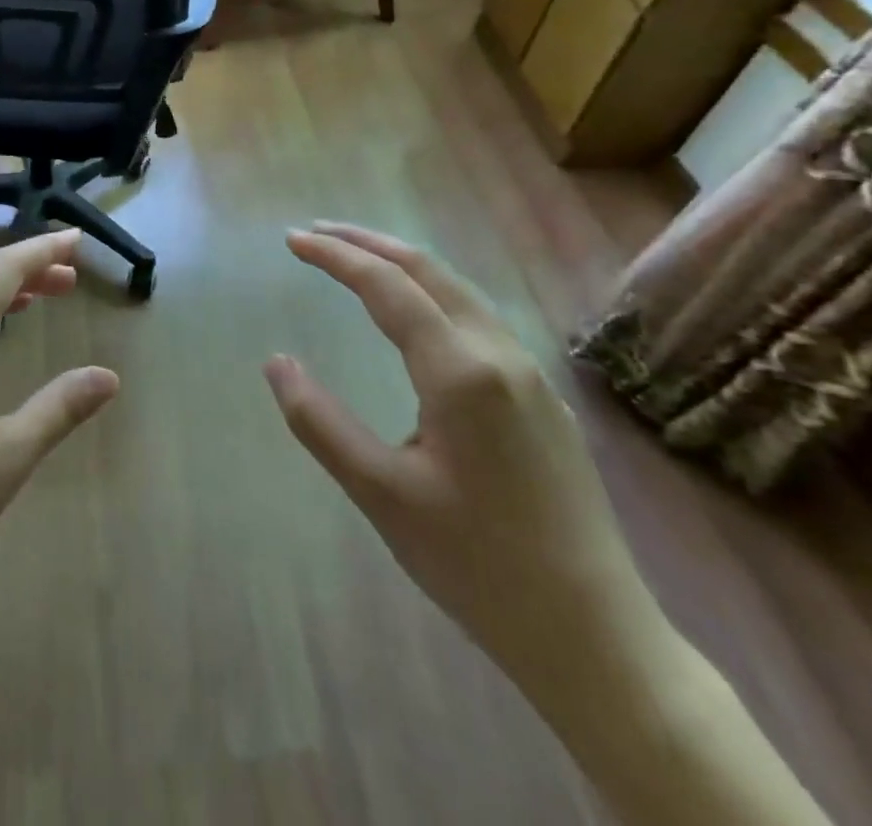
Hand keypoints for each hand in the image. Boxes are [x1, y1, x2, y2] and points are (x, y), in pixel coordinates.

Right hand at [264, 223, 664, 694]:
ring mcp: (529, 373)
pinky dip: (431, 291)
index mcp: (460, 372)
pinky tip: (415, 311)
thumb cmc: (477, 566)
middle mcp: (499, 355)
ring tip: (355, 258)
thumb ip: (320, 422)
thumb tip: (276, 362)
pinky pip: (477, 317)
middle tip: (314, 234)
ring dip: (401, 264)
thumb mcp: (381, 495)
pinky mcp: (541, 396)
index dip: (335, 257)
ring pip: (458, 290)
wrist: (595, 637)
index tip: (291, 240)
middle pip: (427, 270)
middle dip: (366, 243)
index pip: (386, 286)